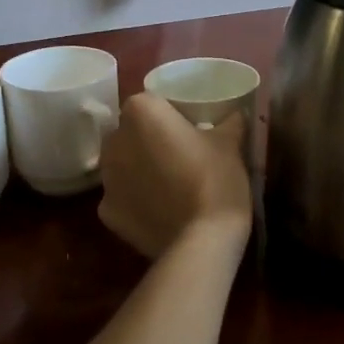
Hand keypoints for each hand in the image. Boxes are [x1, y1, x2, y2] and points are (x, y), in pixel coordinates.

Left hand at [98, 94, 251, 257]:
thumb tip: (237, 112)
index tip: (189, 128)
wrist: (202, 241)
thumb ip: (230, 120)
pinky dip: (135, 201)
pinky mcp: (106, 213)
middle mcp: (114, 140)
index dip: (170, 114)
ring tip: (169, 184)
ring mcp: (106, 179)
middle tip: (180, 154)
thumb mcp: (230, 142)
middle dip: (150, 140)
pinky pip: (121, 197)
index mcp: (140, 113)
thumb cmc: (215, 179)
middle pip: (131, 132)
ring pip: (123, 164)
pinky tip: (159, 210)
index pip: (151, 102)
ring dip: (139, 169)